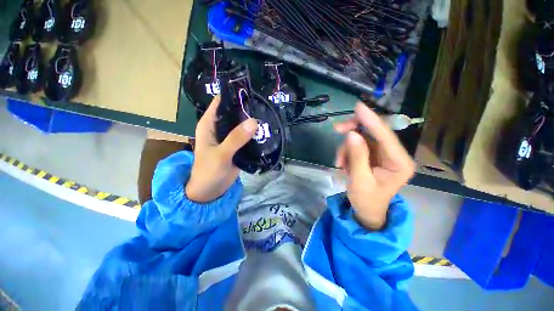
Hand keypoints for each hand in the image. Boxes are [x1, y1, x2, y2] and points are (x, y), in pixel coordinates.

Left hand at [186, 96, 257, 202]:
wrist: (211, 191)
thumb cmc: (208, 171)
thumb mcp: (221, 154)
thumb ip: (236, 138)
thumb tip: (254, 121)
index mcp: (209, 124)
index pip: (221, 103)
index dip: (233, 96)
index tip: (249, 91)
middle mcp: (220, 128)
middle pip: (234, 113)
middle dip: (247, 109)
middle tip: (264, 104)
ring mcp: (230, 137)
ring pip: (242, 125)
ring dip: (252, 122)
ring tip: (267, 115)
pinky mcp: (238, 146)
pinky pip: (247, 136)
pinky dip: (255, 134)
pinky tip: (265, 131)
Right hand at [334, 103, 414, 229]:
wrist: (367, 210)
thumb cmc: (366, 199)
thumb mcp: (359, 180)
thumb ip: (357, 156)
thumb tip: (352, 134)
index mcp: (399, 163)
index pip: (385, 136)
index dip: (371, 119)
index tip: (358, 107)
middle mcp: (395, 155)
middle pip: (374, 133)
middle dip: (354, 131)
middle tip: (337, 129)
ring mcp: (384, 155)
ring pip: (363, 139)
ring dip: (347, 147)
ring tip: (339, 162)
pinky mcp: (375, 156)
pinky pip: (358, 146)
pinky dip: (347, 152)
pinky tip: (343, 164)